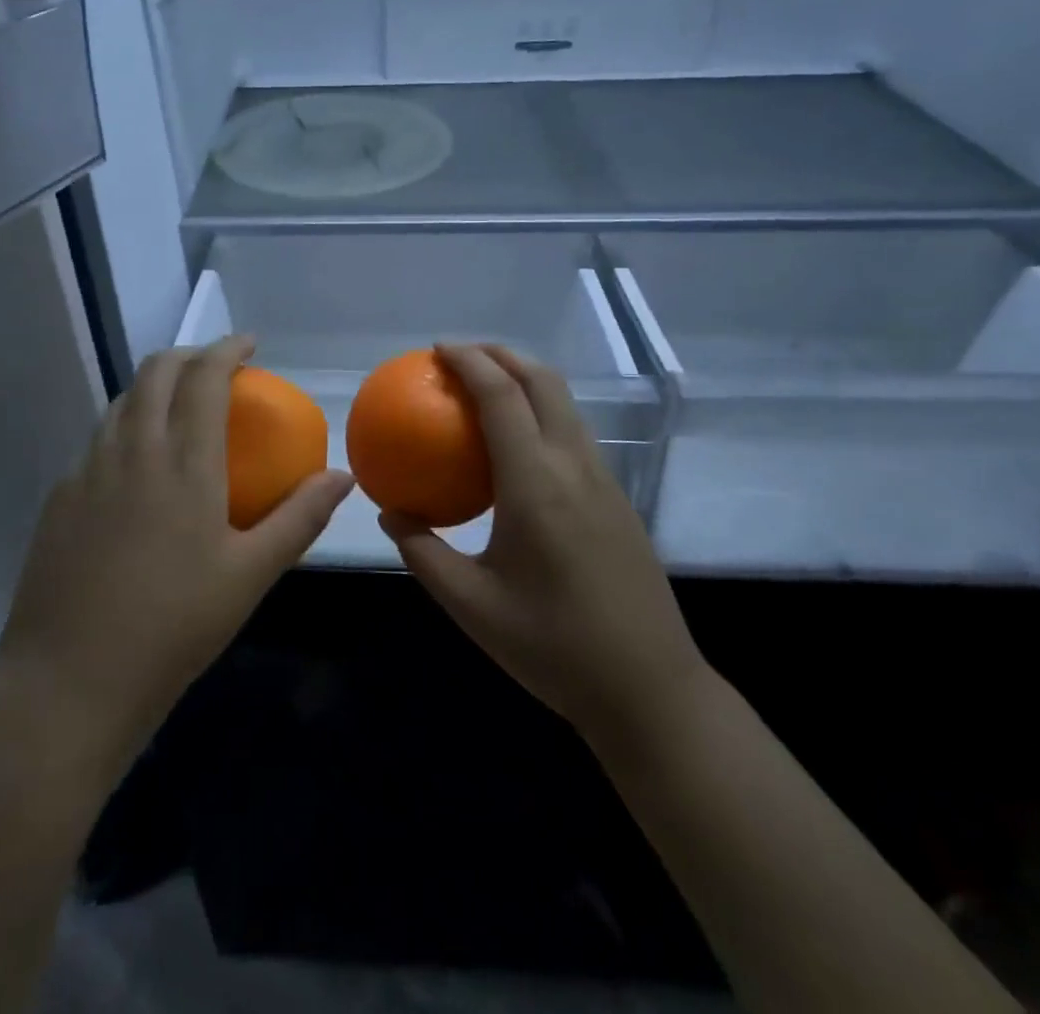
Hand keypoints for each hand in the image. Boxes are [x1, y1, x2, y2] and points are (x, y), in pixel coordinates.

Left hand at [0, 335, 352, 781]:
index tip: (249, 344)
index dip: (227, 349)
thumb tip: (341, 477)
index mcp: (183, 461)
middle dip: (188, 355)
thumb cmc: (174, 626)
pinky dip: (126, 427)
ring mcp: (87, 469)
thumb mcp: (250, 575)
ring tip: (178, 408)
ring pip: (122, 401)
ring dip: (154, 387)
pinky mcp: (60, 496)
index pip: (204, 377)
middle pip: (156, 371)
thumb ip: (299, 518)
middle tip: (216, 368)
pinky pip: (98, 440)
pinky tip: (137, 467)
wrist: (69, 681)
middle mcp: (132, 449)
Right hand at [381, 344, 706, 744]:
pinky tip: (518, 445)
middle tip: (459, 356)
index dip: (469, 362)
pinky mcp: (617, 498)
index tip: (437, 349)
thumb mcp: (471, 605)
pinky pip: (574, 432)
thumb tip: (389, 512)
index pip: (502, 397)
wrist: (650, 689)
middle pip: (543, 381)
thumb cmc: (553, 647)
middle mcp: (575, 467)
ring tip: (486, 388)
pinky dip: (542, 411)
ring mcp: (604, 480)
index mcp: (536, 485)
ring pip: (565, 403)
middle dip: (501, 354)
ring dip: (525, 378)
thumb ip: (423, 551)